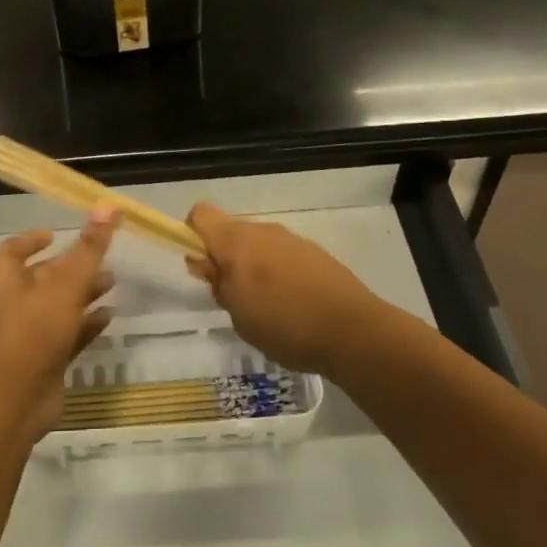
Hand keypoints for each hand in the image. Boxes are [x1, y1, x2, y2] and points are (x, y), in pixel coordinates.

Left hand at [0, 209, 117, 442]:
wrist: (13, 402)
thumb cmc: (33, 331)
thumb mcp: (65, 284)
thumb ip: (89, 248)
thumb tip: (107, 205)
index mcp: (6, 281)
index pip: (12, 251)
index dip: (31, 240)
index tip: (56, 233)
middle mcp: (13, 305)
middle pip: (41, 279)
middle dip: (70, 267)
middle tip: (101, 258)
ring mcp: (28, 337)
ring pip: (58, 308)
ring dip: (83, 295)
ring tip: (113, 283)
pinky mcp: (44, 363)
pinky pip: (68, 337)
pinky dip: (86, 325)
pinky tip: (110, 318)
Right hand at [185, 202, 387, 376]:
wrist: (353, 331)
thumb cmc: (284, 326)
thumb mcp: (238, 315)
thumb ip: (218, 284)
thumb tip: (204, 262)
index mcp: (236, 242)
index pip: (201, 215)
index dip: (193, 235)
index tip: (202, 267)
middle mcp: (263, 231)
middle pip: (231, 232)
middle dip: (226, 259)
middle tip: (234, 298)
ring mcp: (292, 239)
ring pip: (259, 245)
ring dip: (255, 267)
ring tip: (267, 308)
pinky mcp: (315, 253)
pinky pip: (284, 255)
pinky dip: (280, 273)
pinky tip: (294, 306)